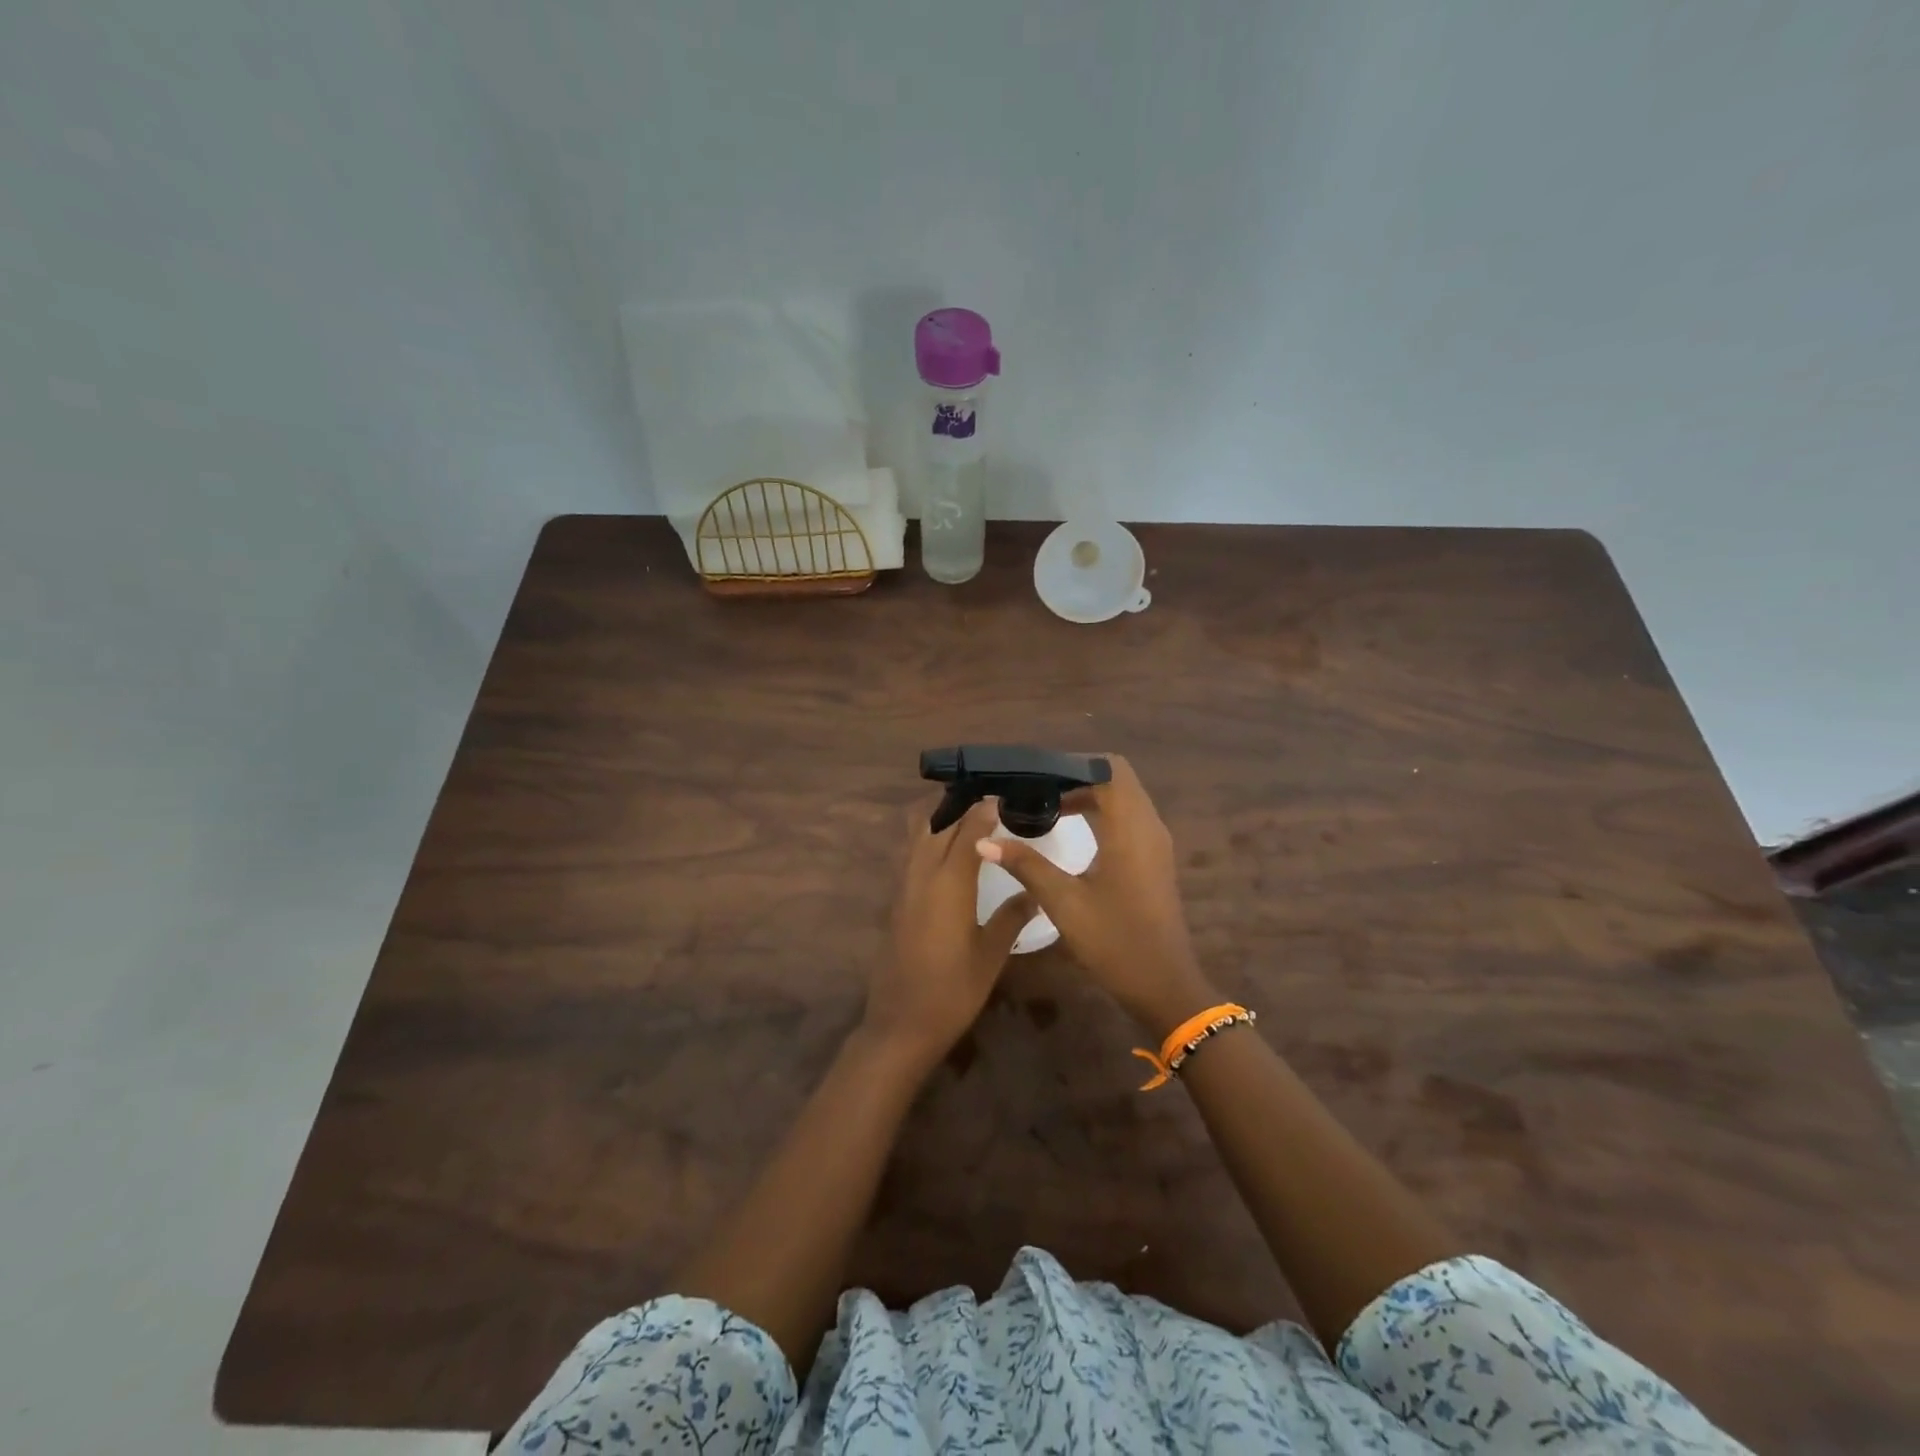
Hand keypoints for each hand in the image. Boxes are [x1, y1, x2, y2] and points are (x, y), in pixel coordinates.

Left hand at [862, 797, 1032, 1067]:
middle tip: (989, 796)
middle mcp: (921, 875)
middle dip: (959, 804)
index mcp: (949, 883)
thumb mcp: (991, 954)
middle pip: (936, 822)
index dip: (984, 809)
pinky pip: (911, 853)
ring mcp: (903, 886)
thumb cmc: (953, 991)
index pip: (967, 831)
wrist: (901, 1024)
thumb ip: (1013, 916)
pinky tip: (949, 849)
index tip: (1003, 794)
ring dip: (939, 817)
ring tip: (968, 813)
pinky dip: (928, 838)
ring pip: (917, 834)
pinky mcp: (896, 899)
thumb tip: (1036, 891)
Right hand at [977, 754, 1217, 1036]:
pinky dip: (1101, 813)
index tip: (1036, 775)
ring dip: (1089, 795)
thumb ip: (1025, 865)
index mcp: (1130, 828)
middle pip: (1116, 779)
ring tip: (1047, 805)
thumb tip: (984, 840)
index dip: (1073, 765)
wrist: (1163, 986)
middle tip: (1037, 788)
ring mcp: (1155, 844)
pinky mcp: (1153, 860)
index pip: (1108, 769)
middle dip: (1077, 777)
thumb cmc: (1115, 941)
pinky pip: (1128, 818)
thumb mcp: (1064, 902)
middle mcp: (1148, 826)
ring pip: (1123, 799)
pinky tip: (1072, 831)